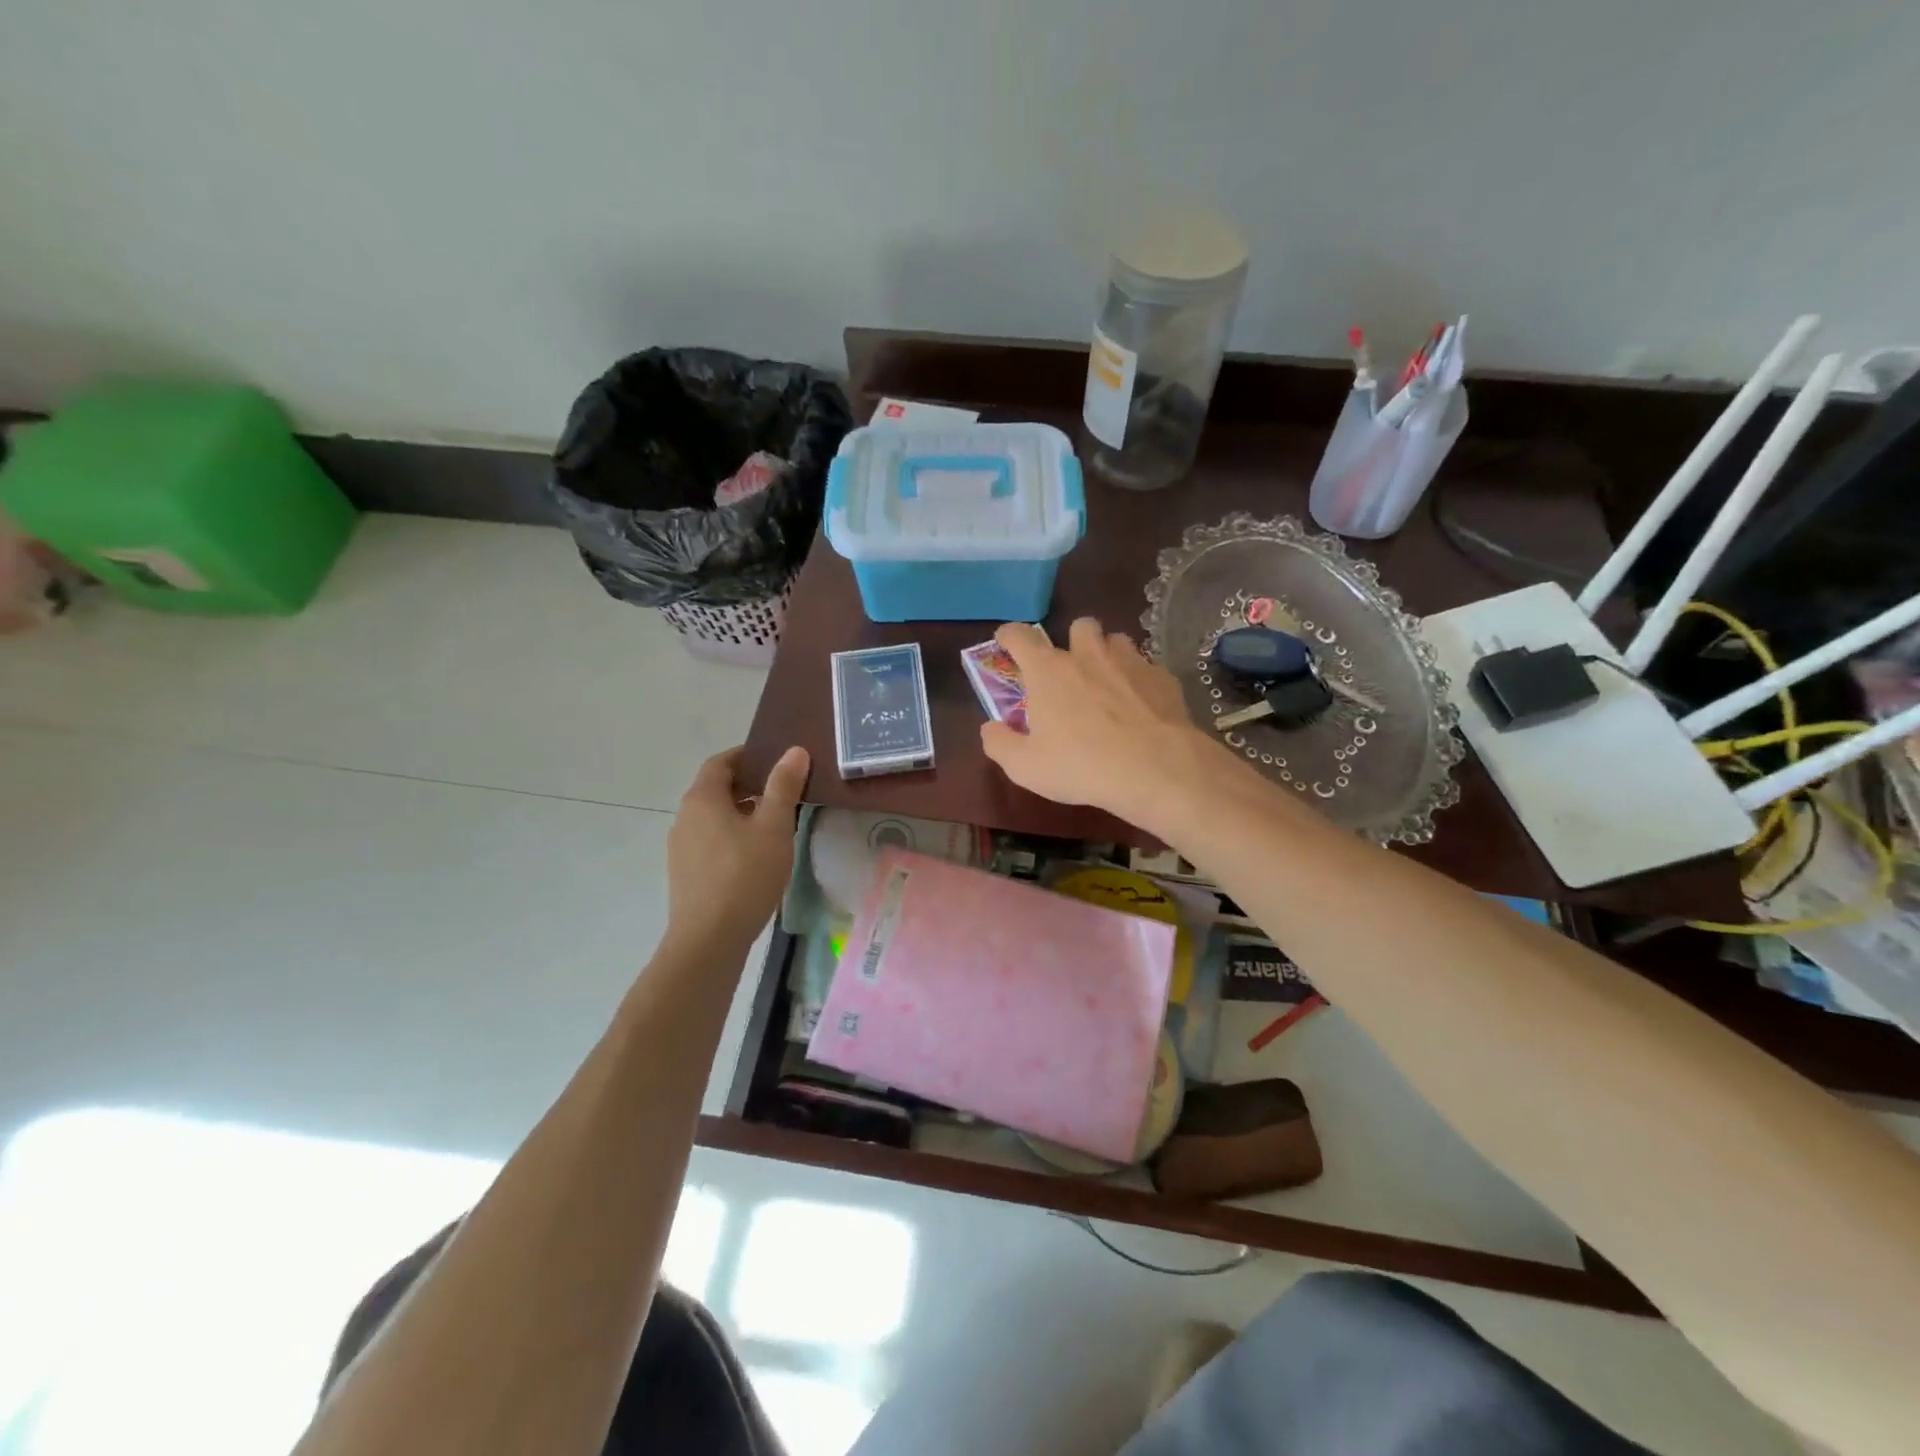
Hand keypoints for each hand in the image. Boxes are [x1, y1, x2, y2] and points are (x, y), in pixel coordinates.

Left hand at [665, 746, 808, 954]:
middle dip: (748, 784)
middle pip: (715, 789)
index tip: (775, 759)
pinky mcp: (685, 873)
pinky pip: (710, 841)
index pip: (720, 762)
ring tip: (774, 823)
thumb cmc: (745, 876)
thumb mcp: (773, 827)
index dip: (746, 755)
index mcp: (702, 799)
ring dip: (740, 812)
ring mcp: (681, 847)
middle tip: (783, 789)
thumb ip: (783, 786)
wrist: (709, 939)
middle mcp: (685, 817)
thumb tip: (794, 751)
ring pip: (713, 817)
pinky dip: (731, 835)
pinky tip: (754, 855)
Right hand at [981, 619, 1233, 830]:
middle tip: (1071, 669)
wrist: (1156, 770)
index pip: (1020, 636)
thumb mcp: (1025, 767)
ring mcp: (1130, 662)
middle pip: (1079, 625)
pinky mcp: (1163, 678)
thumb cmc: (1082, 766)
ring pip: (1117, 640)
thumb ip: (999, 744)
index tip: (1005, 640)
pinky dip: (1140, 681)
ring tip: (1108, 683)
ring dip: (1109, 655)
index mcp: (1049, 671)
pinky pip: (1147, 668)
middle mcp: (1088, 656)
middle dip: (1073, 639)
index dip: (1009, 635)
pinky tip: (1142, 707)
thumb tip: (989, 728)